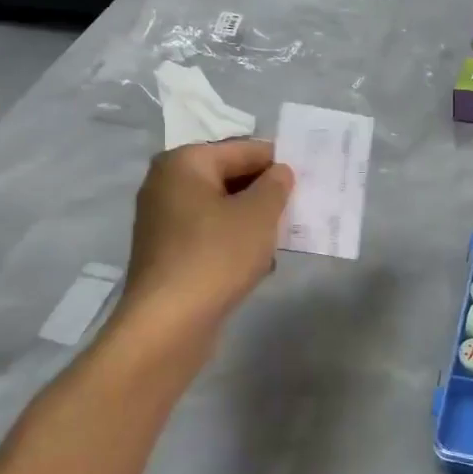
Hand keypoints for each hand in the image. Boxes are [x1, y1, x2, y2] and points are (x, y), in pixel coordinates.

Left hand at [118, 140, 292, 336]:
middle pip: (230, 177)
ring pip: (222, 209)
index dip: (279, 163)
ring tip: (282, 240)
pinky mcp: (167, 254)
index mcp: (185, 162)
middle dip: (266, 194)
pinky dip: (234, 244)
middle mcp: (167, 184)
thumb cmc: (216, 255)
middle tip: (300, 210)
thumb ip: (276, 185)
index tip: (309, 181)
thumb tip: (280, 172)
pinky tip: (258, 265)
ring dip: (253, 222)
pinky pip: (210, 236)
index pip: (245, 150)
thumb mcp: (258, 214)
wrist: (168, 323)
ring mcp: (163, 221)